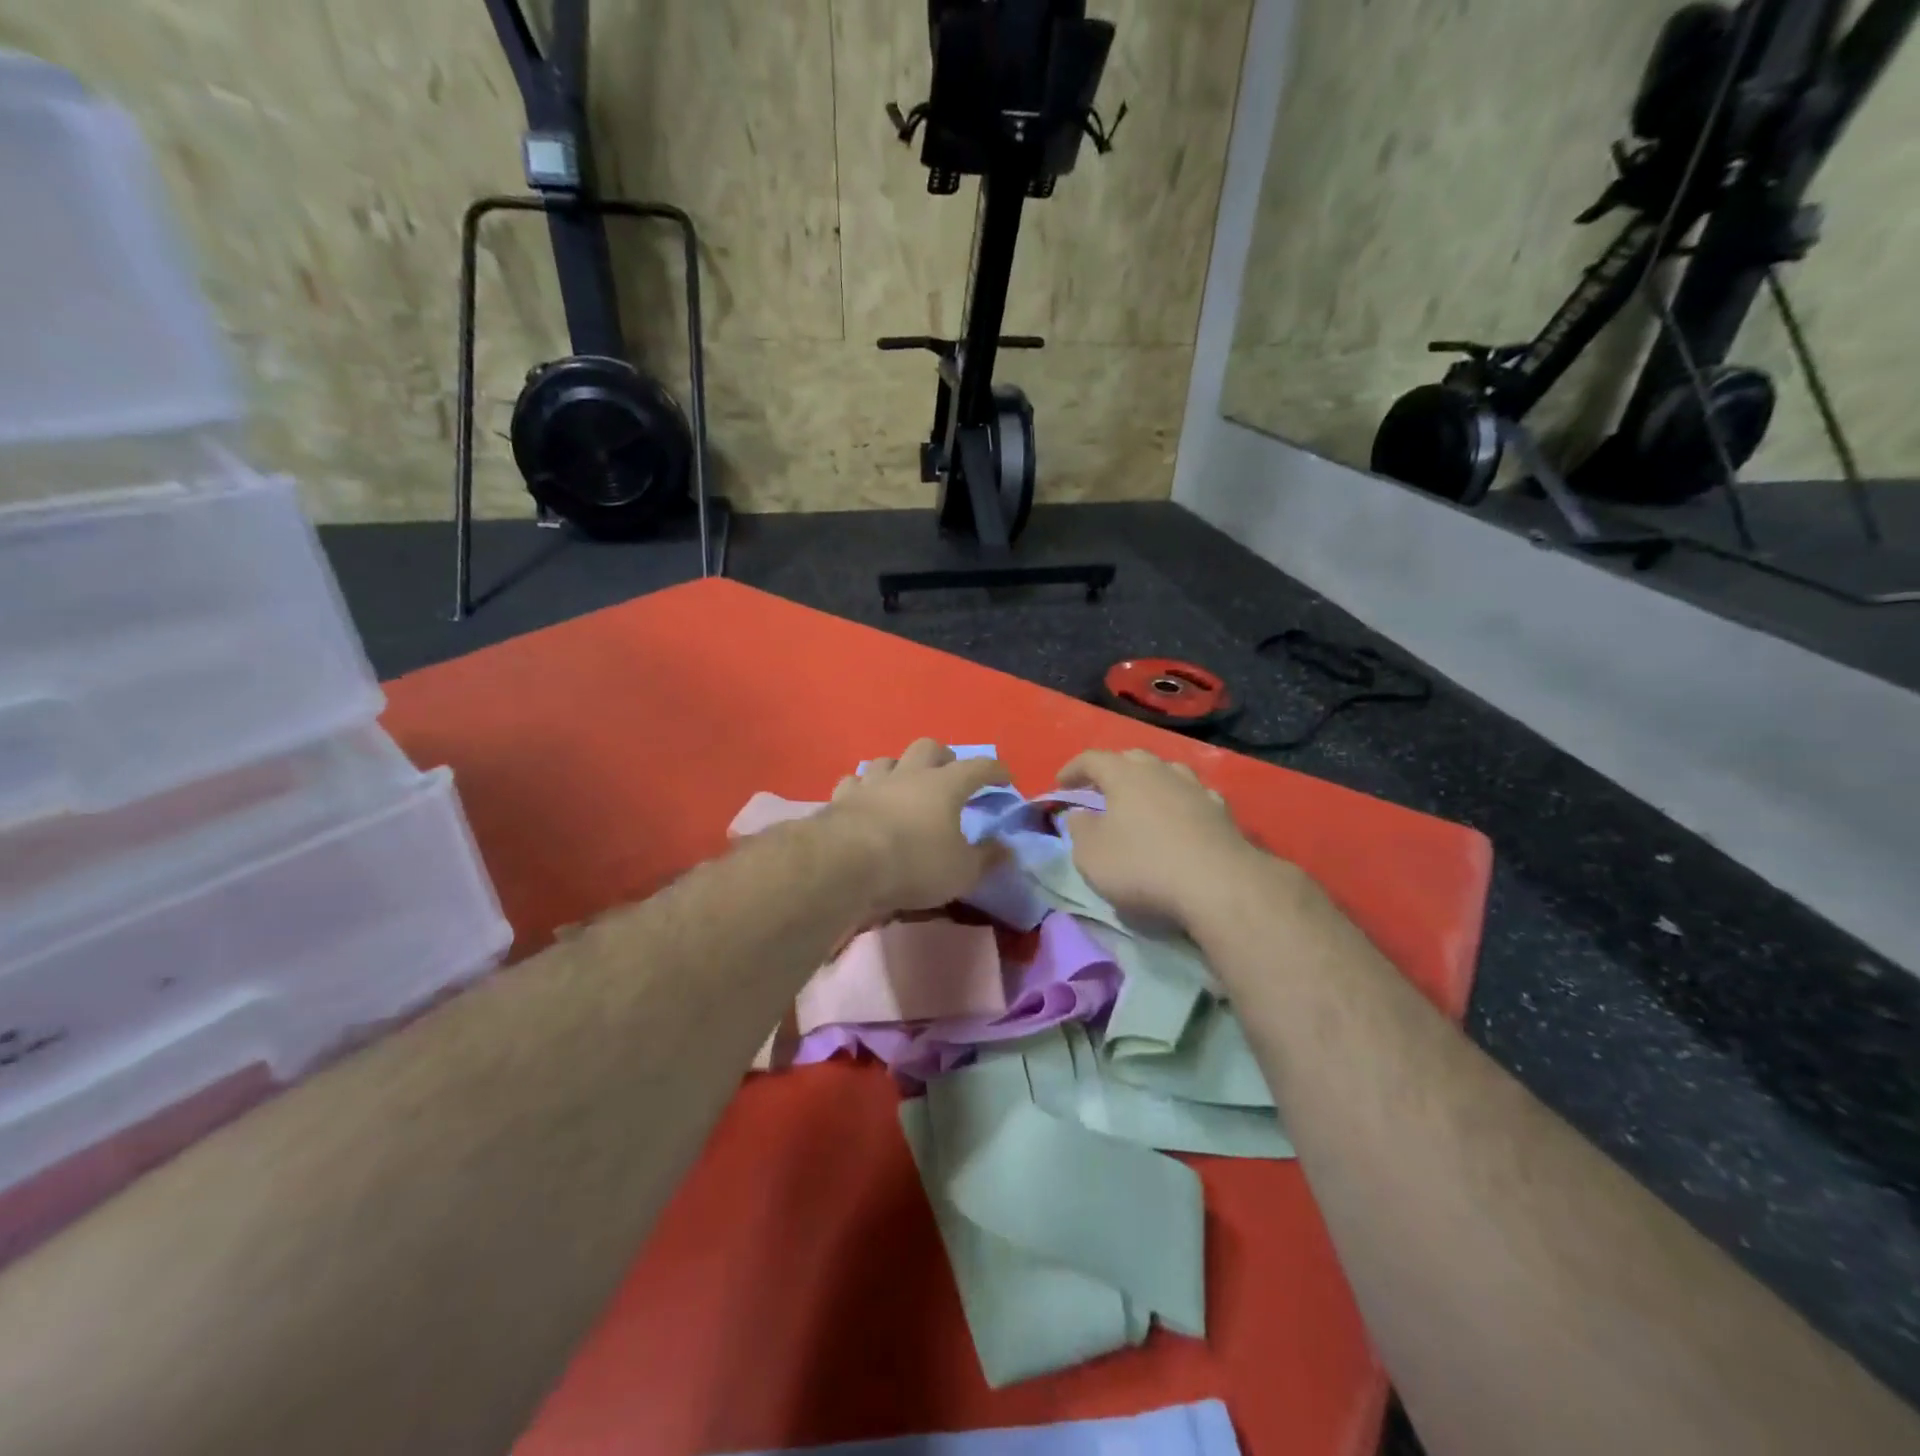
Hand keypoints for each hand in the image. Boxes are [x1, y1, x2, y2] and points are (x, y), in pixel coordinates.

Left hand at [825, 739, 1009, 914]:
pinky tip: (866, 799)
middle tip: (950, 774)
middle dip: (943, 757)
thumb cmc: (914, 863)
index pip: (978, 767)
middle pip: (928, 747)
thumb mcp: (962, 871)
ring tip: (905, 785)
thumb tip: (1005, 849)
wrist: (846, 864)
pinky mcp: (841, 798)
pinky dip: (864, 788)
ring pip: (888, 760)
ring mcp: (871, 783)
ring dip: (900, 768)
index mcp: (945, 785)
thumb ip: (986, 858)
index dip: (995, 770)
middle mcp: (909, 775)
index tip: (1005, 777)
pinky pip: (855, 782)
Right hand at [1058, 748, 1265, 927]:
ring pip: (1168, 773)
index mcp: (1125, 775)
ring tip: (1142, 800)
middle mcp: (1161, 772)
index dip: (1073, 769)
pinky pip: (1194, 798)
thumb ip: (1079, 829)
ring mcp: (1196, 789)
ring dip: (1150, 782)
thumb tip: (1079, 814)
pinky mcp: (1222, 813)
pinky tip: (1180, 819)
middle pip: (1133, 759)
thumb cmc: (1143, 866)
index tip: (1060, 783)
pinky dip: (1180, 804)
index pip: (1092, 759)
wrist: (1218, 885)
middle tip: (1100, 789)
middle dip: (1113, 770)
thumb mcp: (1091, 855)